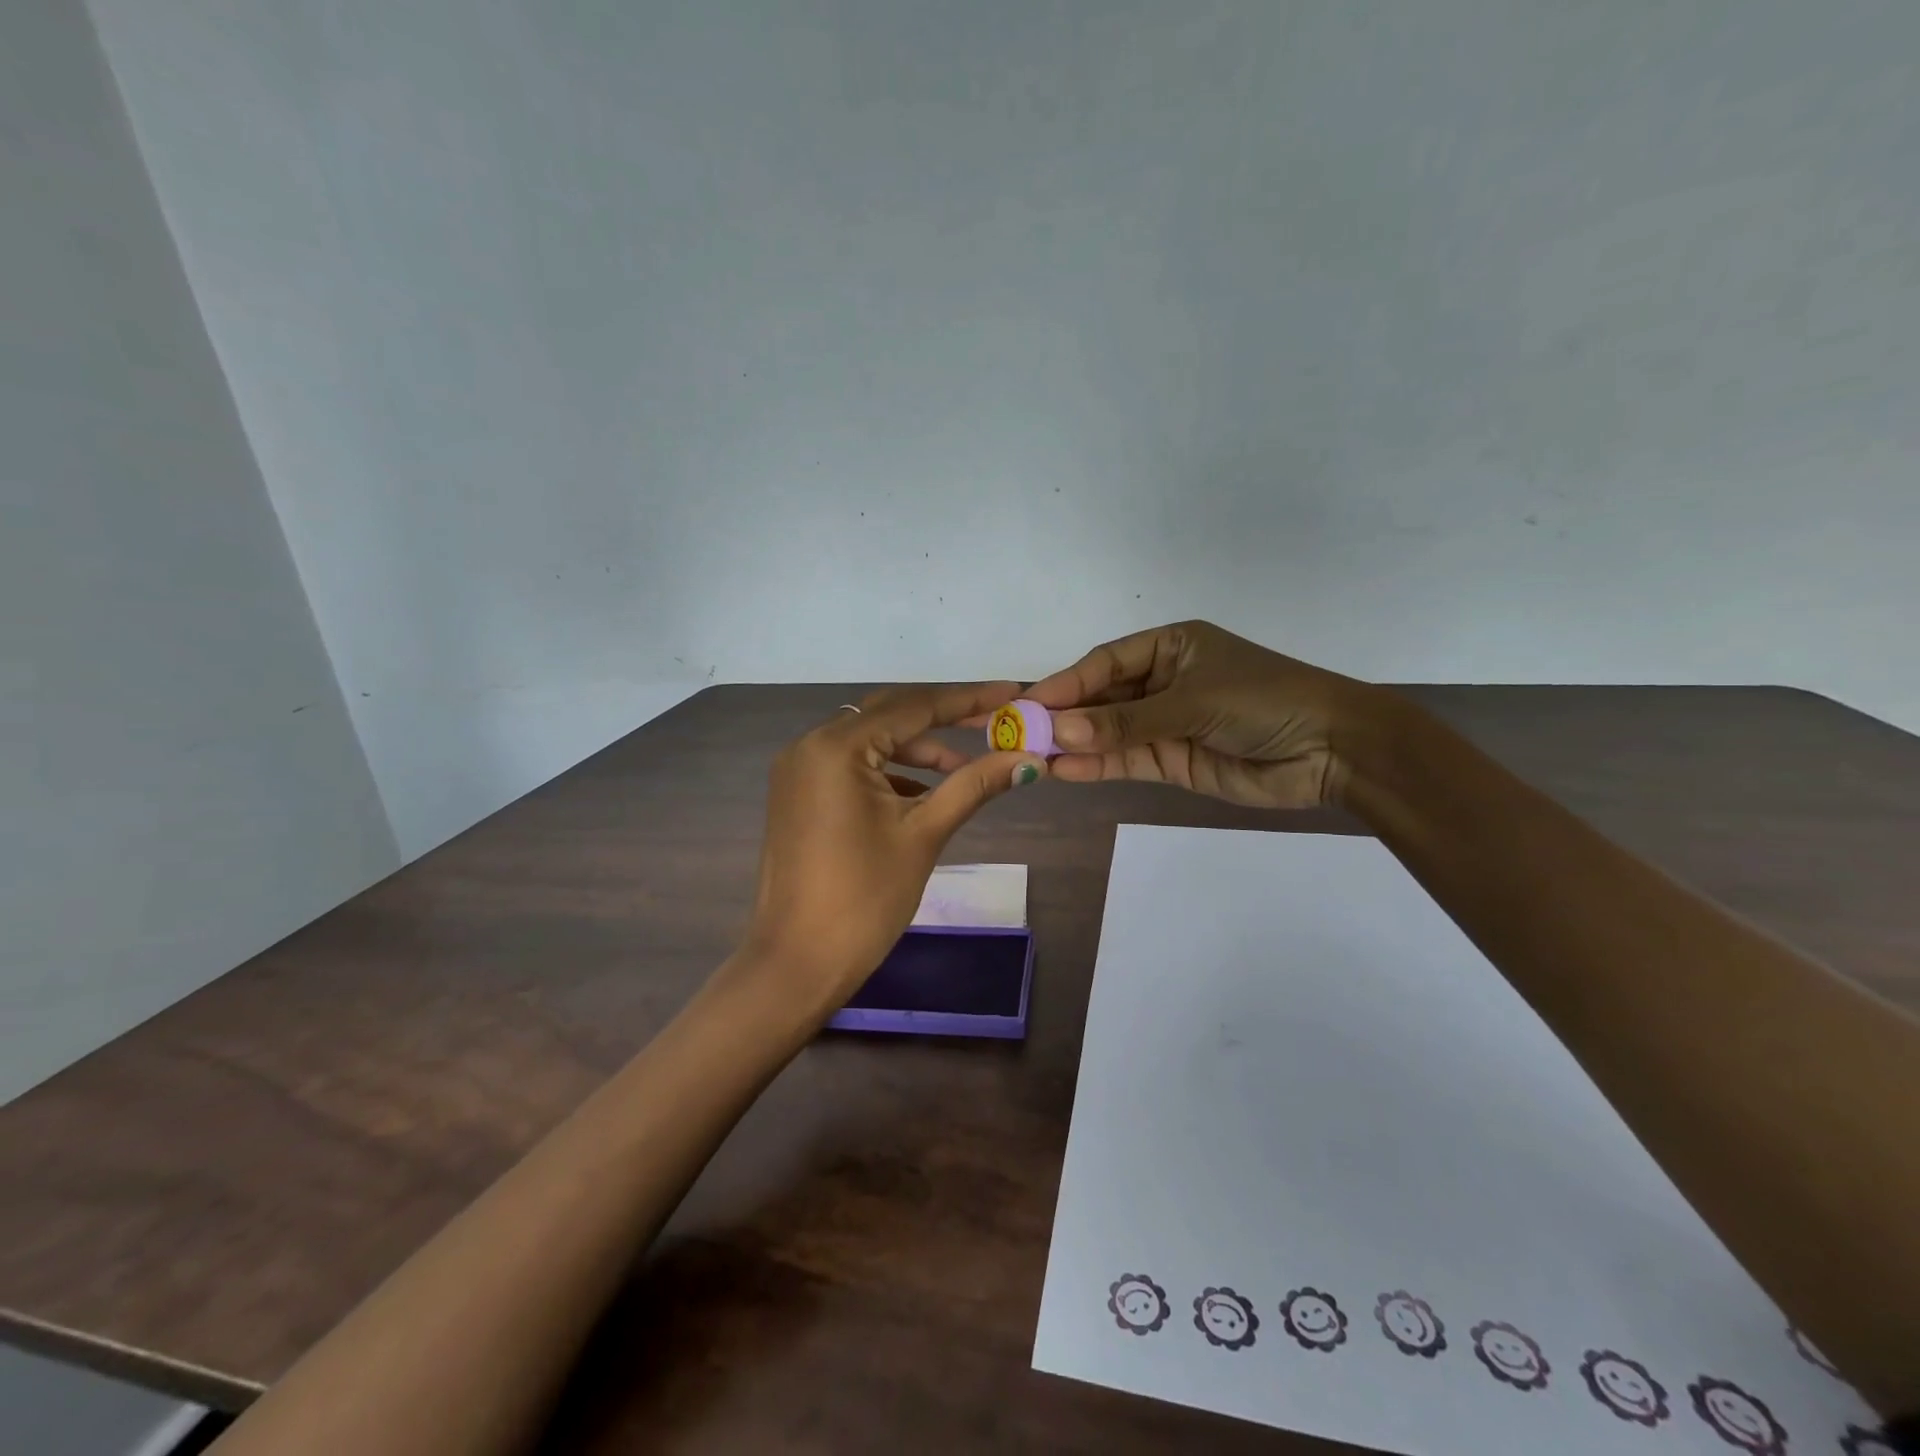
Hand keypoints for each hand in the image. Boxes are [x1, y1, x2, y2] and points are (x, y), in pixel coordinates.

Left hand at [737, 682, 1047, 1010]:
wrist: (798, 963)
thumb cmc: (865, 899)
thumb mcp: (924, 834)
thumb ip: (974, 785)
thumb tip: (1029, 760)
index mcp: (836, 746)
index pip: (914, 706)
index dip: (968, 699)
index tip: (1012, 692)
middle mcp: (810, 744)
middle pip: (889, 713)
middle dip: (944, 716)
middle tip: (994, 719)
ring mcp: (799, 770)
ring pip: (869, 739)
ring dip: (917, 747)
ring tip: (967, 765)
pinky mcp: (798, 794)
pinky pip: (851, 765)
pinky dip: (889, 770)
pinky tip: (925, 790)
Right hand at [1024, 620, 1384, 809]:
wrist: (1332, 750)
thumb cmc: (1263, 701)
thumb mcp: (1191, 702)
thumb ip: (1125, 723)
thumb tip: (1059, 733)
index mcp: (1169, 646)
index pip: (1104, 663)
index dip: (1064, 683)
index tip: (1027, 704)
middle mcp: (1162, 681)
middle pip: (1101, 698)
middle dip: (1063, 716)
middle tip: (1018, 735)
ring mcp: (1166, 723)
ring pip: (1109, 732)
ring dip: (1074, 744)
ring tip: (1032, 757)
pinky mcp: (1173, 759)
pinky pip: (1127, 759)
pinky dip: (1097, 765)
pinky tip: (1064, 770)